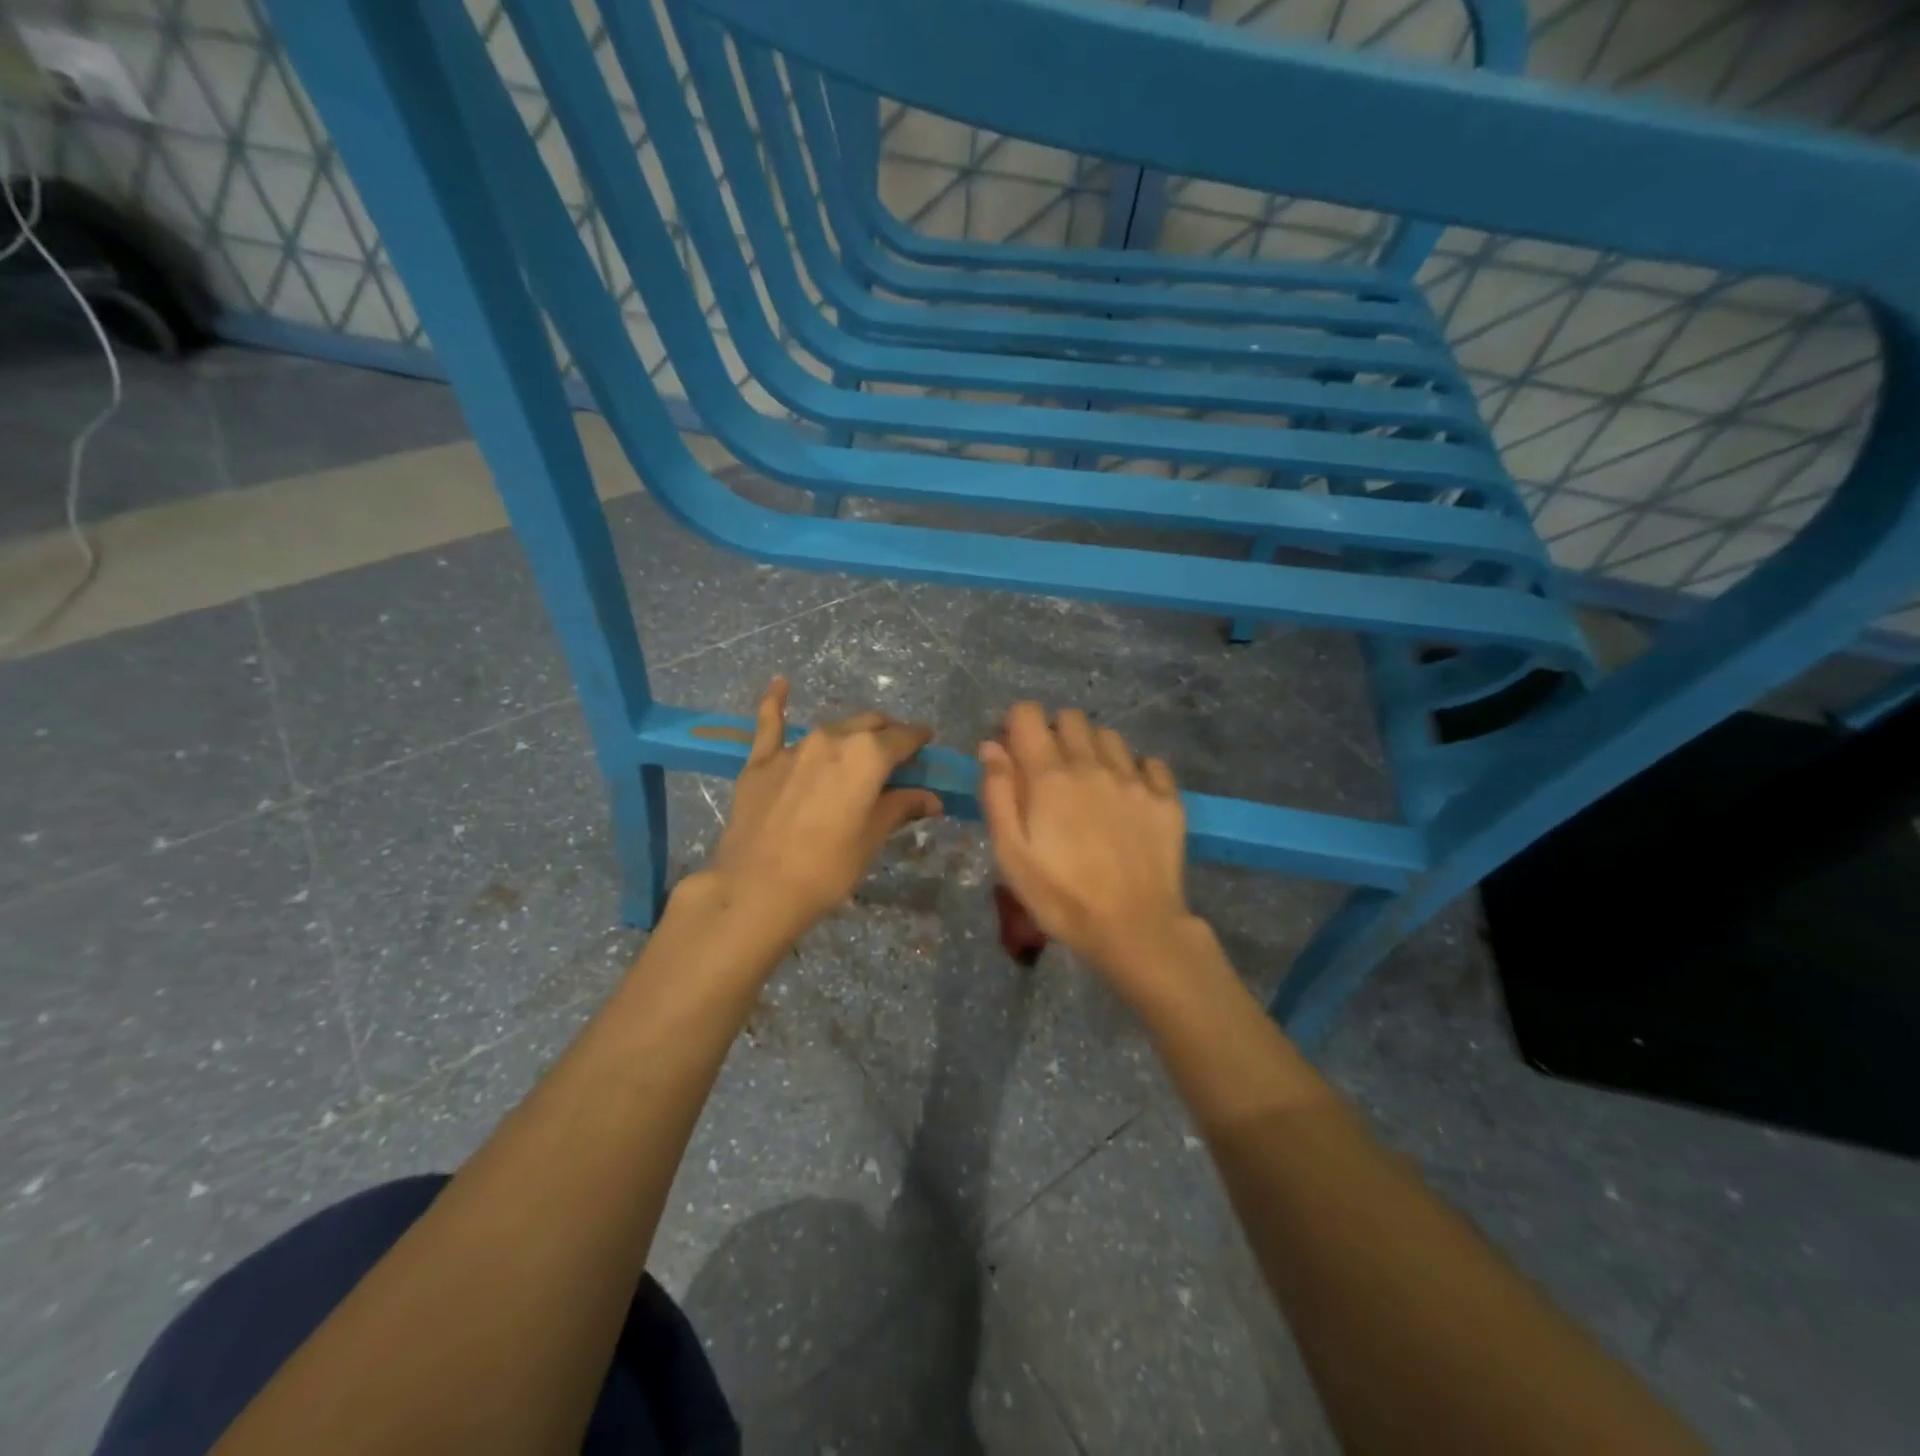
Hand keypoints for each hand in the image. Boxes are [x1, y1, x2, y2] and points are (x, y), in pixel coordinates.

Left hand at [704, 677, 941, 942]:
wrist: (756, 889)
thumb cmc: (827, 868)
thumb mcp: (872, 838)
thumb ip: (900, 807)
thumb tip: (932, 798)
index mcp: (868, 756)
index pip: (903, 737)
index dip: (919, 739)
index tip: (927, 744)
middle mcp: (833, 739)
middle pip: (869, 724)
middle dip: (887, 734)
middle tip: (896, 756)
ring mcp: (794, 747)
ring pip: (832, 728)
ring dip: (850, 735)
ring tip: (857, 751)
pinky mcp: (761, 761)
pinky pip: (770, 723)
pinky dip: (776, 702)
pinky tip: (779, 684)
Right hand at [977, 704, 1198, 1000]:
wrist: (1135, 929)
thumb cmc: (1061, 897)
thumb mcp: (1011, 854)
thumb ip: (997, 793)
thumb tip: (991, 746)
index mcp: (1050, 776)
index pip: (1028, 714)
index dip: (1015, 725)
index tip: (1012, 752)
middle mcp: (1093, 765)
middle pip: (1070, 718)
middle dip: (1053, 733)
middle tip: (1049, 772)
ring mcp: (1135, 779)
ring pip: (1109, 736)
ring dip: (1092, 749)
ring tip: (1089, 784)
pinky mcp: (1166, 798)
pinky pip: (1148, 762)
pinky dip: (1134, 770)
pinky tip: (1127, 797)